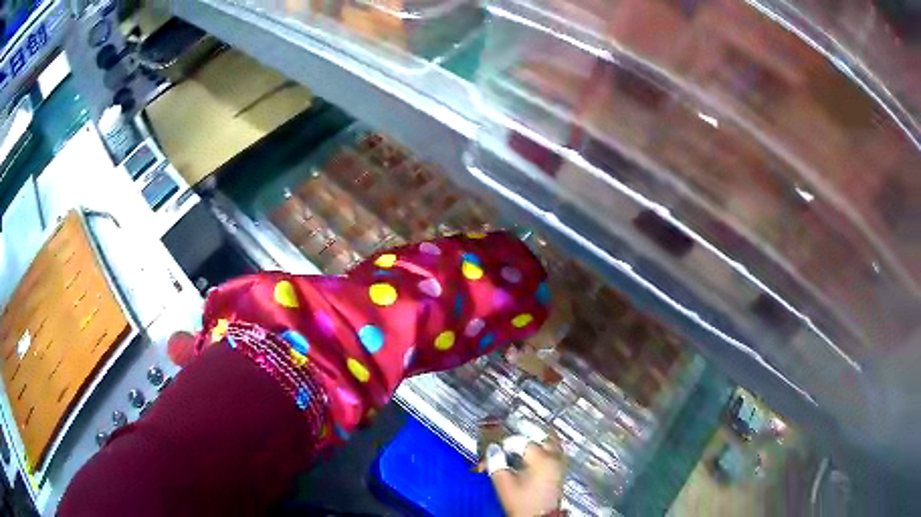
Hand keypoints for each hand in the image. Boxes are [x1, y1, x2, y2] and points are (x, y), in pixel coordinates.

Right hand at [487, 434, 565, 516]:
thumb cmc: (524, 504)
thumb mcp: (504, 483)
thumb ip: (496, 463)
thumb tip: (493, 450)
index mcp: (541, 458)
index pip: (520, 441)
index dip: (504, 445)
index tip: (494, 451)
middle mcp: (553, 458)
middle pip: (540, 437)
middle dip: (523, 439)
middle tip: (509, 442)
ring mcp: (558, 465)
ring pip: (548, 444)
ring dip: (534, 444)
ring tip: (519, 449)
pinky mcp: (558, 473)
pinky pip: (552, 454)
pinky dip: (541, 452)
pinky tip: (529, 459)